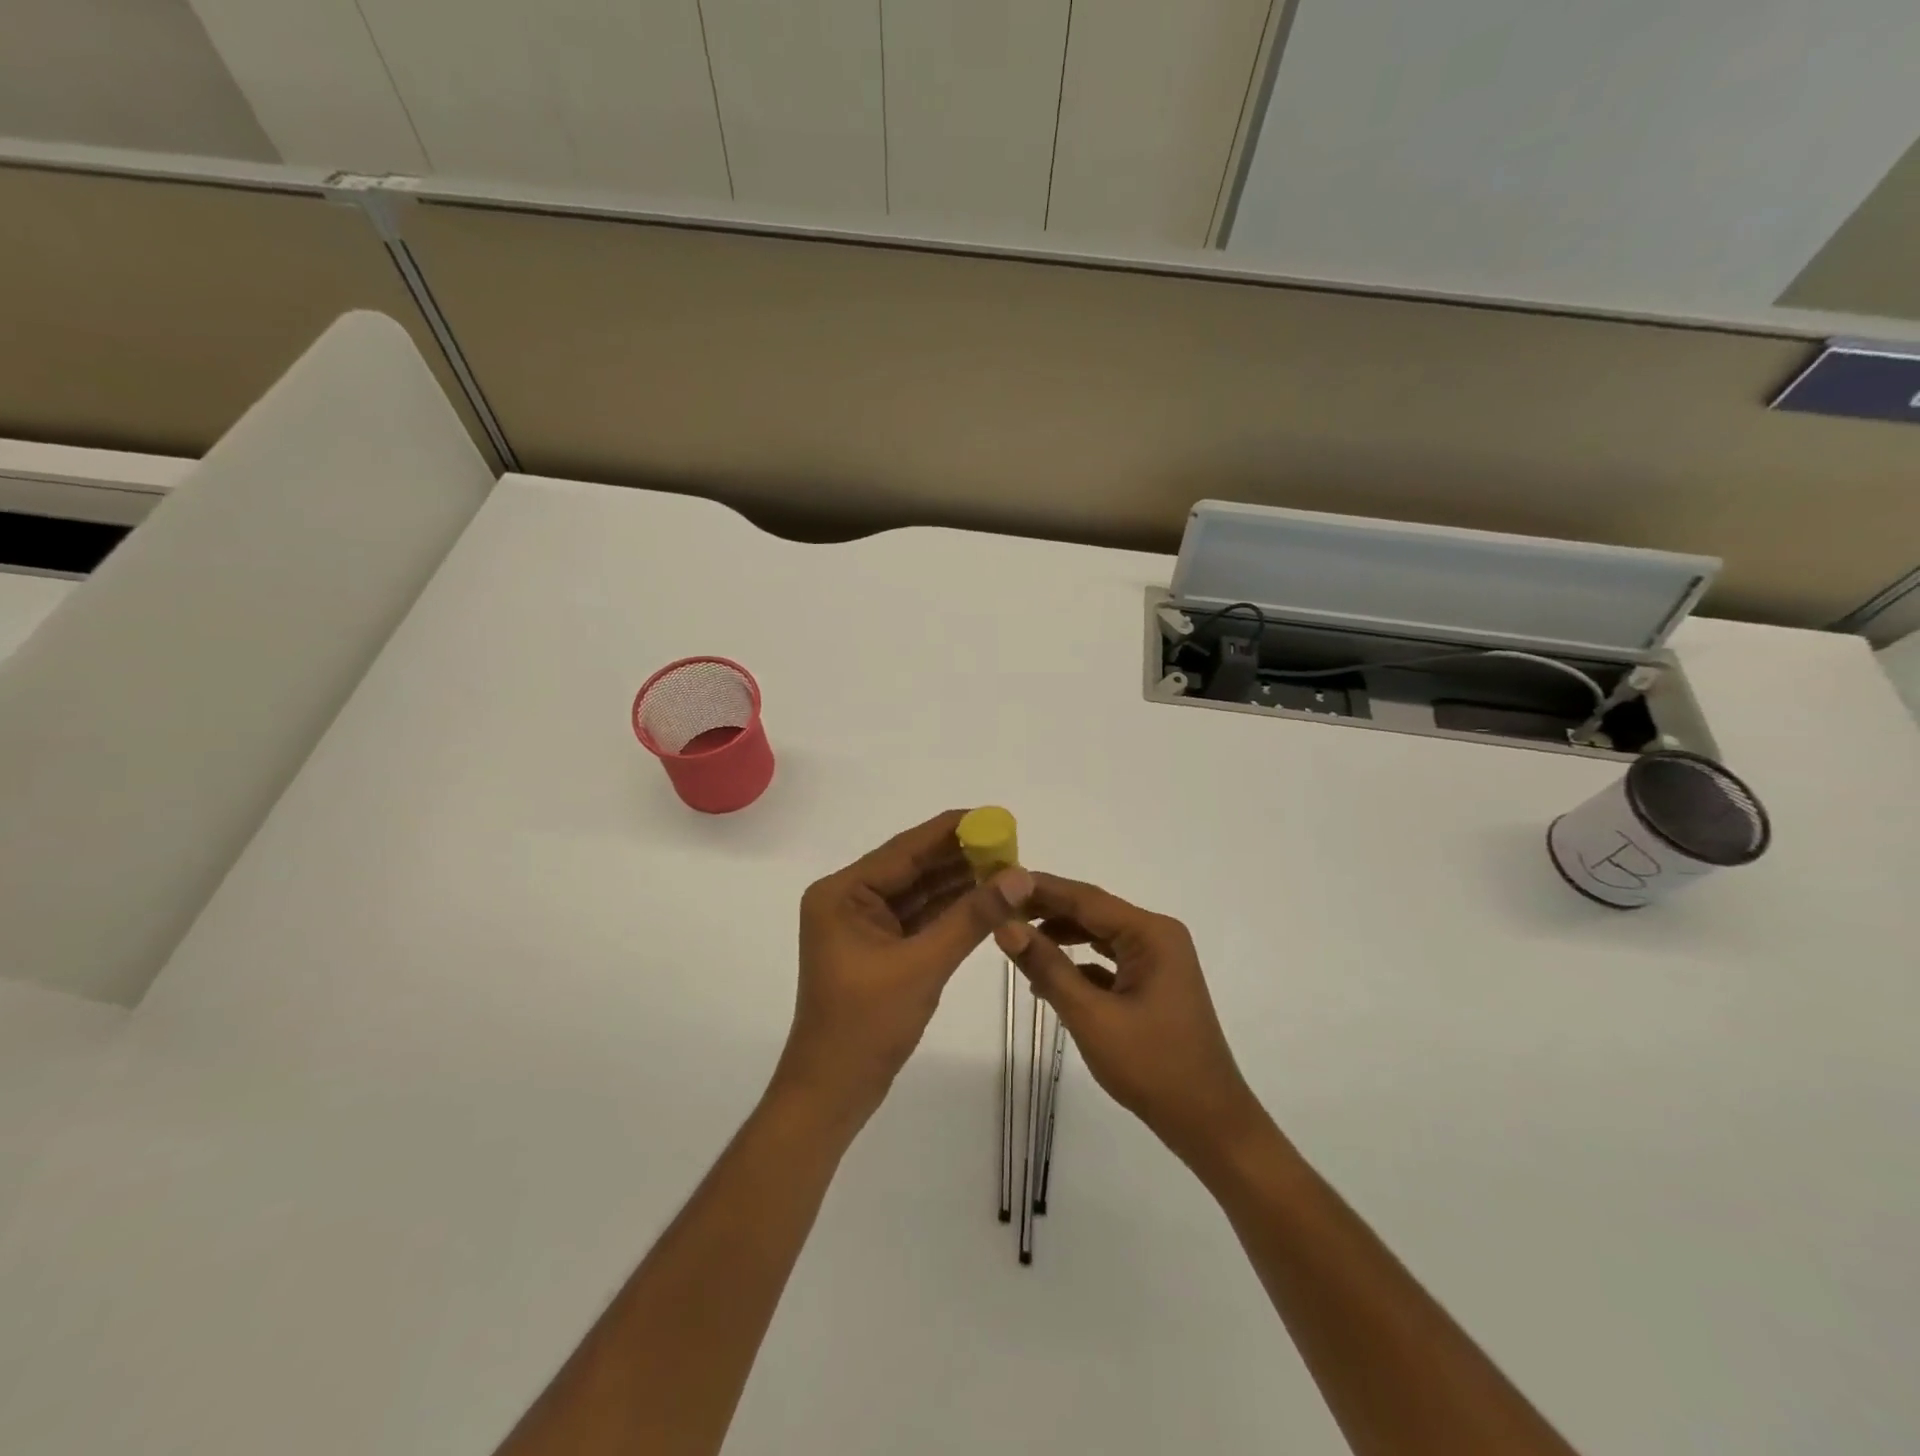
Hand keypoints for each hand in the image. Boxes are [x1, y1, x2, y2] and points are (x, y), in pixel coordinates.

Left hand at [775, 809, 1032, 1128]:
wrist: (832, 1093)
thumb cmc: (866, 1026)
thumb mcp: (923, 965)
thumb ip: (972, 916)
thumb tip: (1020, 874)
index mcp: (843, 892)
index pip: (905, 849)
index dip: (953, 831)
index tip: (996, 817)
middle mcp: (850, 899)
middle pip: (913, 866)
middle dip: (961, 857)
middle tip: (1011, 845)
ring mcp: (864, 924)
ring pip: (920, 892)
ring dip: (960, 882)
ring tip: (1008, 869)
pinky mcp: (880, 948)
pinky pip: (920, 917)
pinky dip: (951, 910)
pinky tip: (987, 899)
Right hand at [996, 873, 1265, 1167]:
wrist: (1208, 1123)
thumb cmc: (1152, 1067)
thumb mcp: (1091, 1016)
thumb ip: (1048, 967)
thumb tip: (1005, 927)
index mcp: (1151, 934)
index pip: (1085, 898)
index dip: (1040, 888)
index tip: (999, 882)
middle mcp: (1157, 936)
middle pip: (1092, 911)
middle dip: (1046, 910)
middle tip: (998, 908)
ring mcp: (1157, 960)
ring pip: (1098, 934)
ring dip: (1059, 936)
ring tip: (1014, 937)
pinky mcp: (1152, 983)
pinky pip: (1107, 960)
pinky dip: (1077, 963)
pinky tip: (1045, 976)